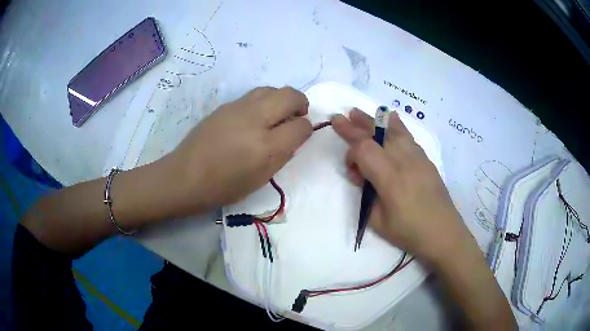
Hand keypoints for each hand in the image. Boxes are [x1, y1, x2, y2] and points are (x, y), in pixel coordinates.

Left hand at [166, 86, 311, 209]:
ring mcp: (238, 108)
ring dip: (281, 99)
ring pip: (272, 89)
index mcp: (266, 147)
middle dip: (300, 103)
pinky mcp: (226, 105)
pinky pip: (254, 95)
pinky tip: (255, 117)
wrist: (186, 176)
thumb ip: (282, 155)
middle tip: (296, 117)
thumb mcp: (260, 179)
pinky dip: (264, 101)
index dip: (306, 129)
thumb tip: (294, 136)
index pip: (301, 126)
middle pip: (290, 95)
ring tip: (276, 114)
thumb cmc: (223, 186)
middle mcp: (255, 120)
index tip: (300, 135)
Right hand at [332, 109, 470, 262]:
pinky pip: (408, 135)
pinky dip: (396, 124)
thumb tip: (363, 176)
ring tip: (357, 113)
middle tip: (338, 118)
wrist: (443, 232)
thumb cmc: (409, 232)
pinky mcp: (425, 158)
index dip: (351, 154)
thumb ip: (366, 195)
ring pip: (391, 130)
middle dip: (354, 126)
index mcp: (390, 178)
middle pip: (375, 135)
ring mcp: (417, 157)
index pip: (364, 150)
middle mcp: (404, 161)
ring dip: (372, 121)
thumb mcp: (378, 221)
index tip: (350, 168)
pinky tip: (389, 117)